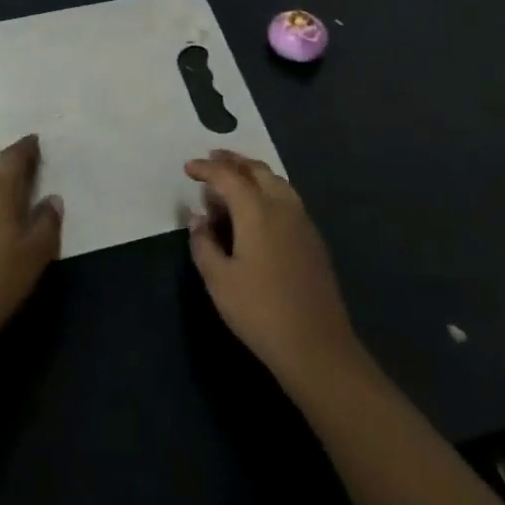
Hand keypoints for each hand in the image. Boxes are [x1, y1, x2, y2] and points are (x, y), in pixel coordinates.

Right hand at [185, 149, 363, 394]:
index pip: (228, 177)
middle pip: (257, 170)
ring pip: (276, 181)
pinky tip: (258, 207)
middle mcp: (283, 206)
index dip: (206, 169)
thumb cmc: (260, 312)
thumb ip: (204, 244)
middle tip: (212, 160)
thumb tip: (198, 218)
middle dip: (233, 161)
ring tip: (233, 178)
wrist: (316, 344)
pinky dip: (268, 189)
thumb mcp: (219, 281)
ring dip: (253, 173)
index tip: (188, 168)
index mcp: (257, 212)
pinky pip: (287, 198)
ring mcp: (302, 221)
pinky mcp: (313, 238)